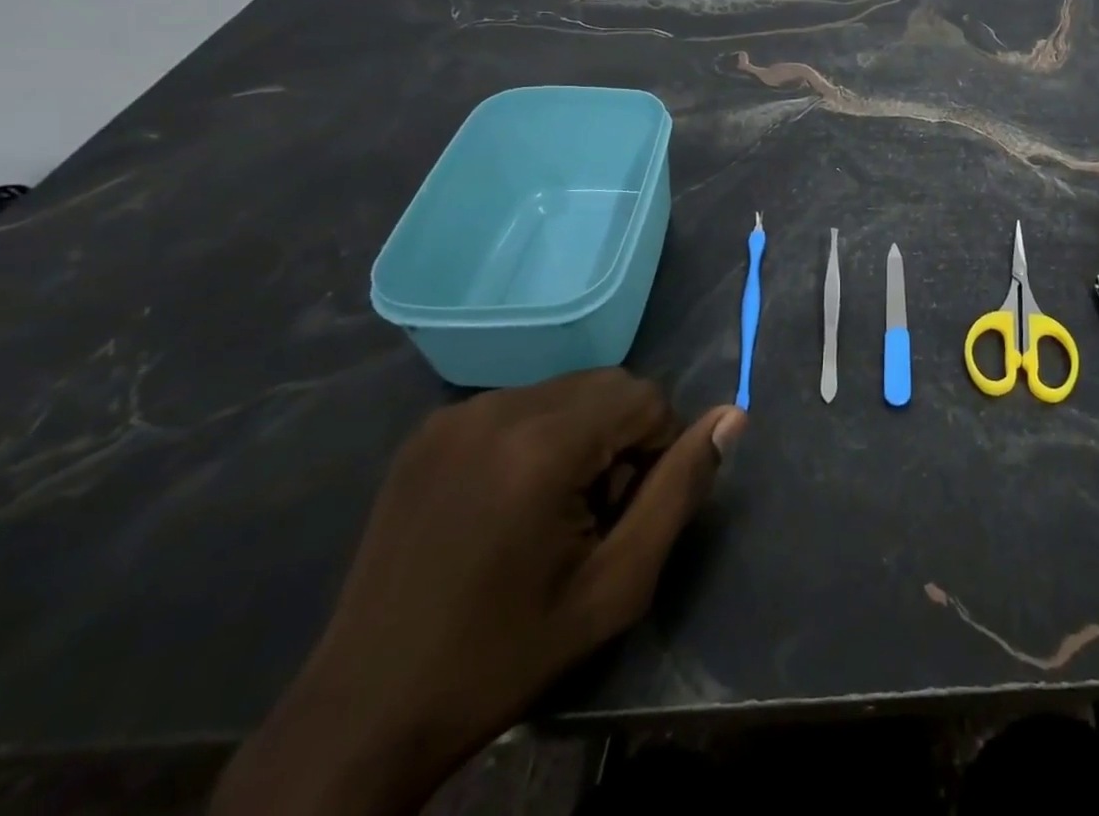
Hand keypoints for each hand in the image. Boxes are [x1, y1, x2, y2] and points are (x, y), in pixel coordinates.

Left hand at [212, 372, 745, 815]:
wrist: (365, 712)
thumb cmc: (506, 652)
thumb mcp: (617, 584)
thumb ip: (681, 490)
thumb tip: (734, 416)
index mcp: (542, 443)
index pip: (645, 397)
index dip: (656, 451)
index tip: (624, 515)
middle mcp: (498, 407)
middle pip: (607, 386)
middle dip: (621, 438)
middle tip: (592, 517)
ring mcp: (456, 414)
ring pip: (565, 391)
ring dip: (582, 436)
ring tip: (550, 513)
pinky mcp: (430, 430)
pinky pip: (520, 405)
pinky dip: (538, 436)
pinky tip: (508, 505)